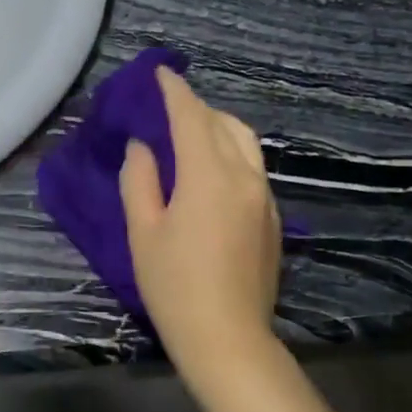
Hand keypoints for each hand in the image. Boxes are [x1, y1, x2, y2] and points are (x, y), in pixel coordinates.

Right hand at [120, 67, 281, 370]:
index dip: (173, 91)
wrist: (227, 338)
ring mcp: (264, 197)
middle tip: (166, 107)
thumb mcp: (143, 231)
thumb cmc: (174, 285)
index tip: (159, 74)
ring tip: (190, 133)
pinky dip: (230, 152)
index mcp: (209, 176)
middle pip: (222, 124)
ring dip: (217, 127)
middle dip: (196, 107)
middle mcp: (244, 176)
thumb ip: (140, 180)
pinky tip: (211, 170)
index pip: (191, 117)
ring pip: (244, 143)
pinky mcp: (271, 218)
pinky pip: (252, 167)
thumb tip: (143, 147)